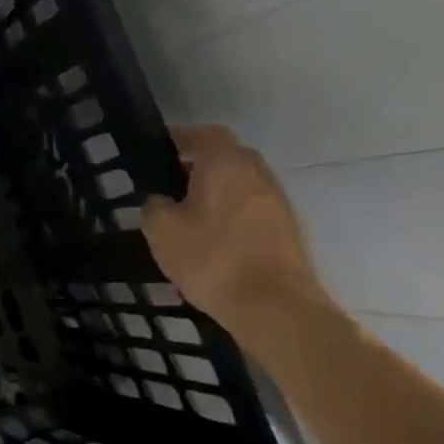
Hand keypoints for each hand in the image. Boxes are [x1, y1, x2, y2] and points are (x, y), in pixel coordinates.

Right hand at [143, 125, 330, 328]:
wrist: (277, 309)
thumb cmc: (213, 260)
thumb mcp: (162, 231)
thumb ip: (154, 206)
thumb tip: (160, 200)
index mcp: (225, 164)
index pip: (204, 133)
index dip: (180, 137)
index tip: (157, 150)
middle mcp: (257, 174)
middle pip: (228, 155)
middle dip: (201, 162)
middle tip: (172, 180)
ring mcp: (278, 202)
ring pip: (243, 182)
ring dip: (219, 188)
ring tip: (191, 212)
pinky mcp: (289, 231)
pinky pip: (254, 207)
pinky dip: (234, 212)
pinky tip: (216, 237)